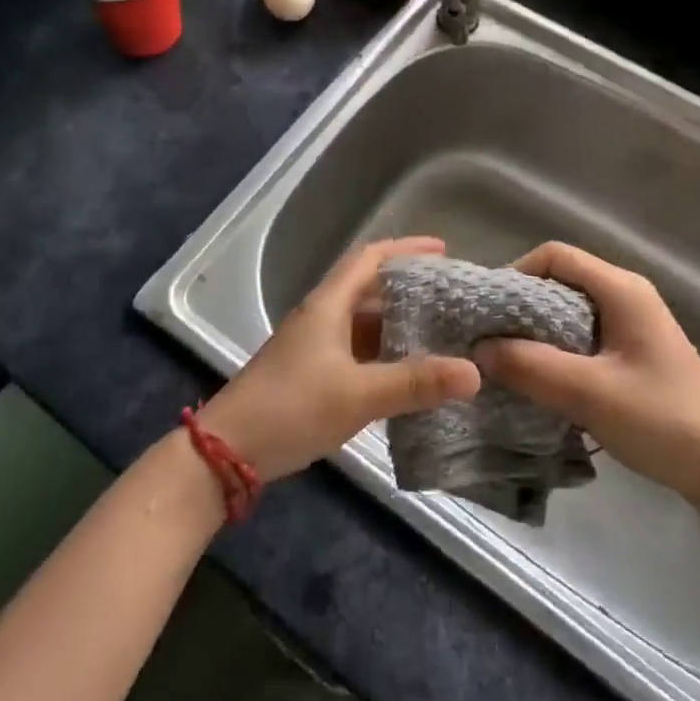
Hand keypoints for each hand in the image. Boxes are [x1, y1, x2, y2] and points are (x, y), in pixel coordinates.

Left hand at [199, 237, 480, 480]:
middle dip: (409, 287)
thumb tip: (473, 371)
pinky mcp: (311, 373)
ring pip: (364, 322)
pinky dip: (384, 353)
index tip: (443, 251)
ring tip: (440, 332)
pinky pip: (357, 350)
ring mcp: (314, 345)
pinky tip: (407, 373)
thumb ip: (415, 383)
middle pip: (370, 287)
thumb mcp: (358, 395)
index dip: (406, 249)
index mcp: (329, 304)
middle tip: (451, 297)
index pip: (370, 258)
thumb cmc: (291, 408)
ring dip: (398, 323)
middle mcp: (322, 316)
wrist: (226, 452)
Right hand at [473, 242, 699, 509]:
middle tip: (491, 340)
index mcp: (621, 288)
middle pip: (561, 281)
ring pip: (570, 311)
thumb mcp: (590, 393)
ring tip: (510, 363)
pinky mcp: (635, 354)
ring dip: (538, 333)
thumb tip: (478, 350)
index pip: (555, 255)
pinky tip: (544, 381)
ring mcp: (633, 325)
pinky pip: (584, 337)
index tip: (489, 311)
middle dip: (522, 307)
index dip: (516, 273)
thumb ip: (531, 367)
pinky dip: (558, 351)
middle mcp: (627, 295)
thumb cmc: (662, 420)